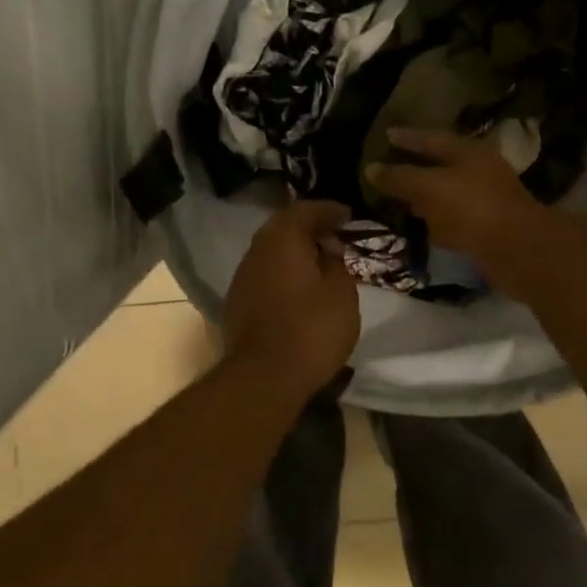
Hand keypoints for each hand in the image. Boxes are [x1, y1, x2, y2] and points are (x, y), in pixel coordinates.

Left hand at [222, 201, 360, 400]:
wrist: (263, 377)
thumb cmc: (311, 330)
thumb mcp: (341, 294)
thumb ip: (337, 264)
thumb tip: (328, 249)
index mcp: (282, 239)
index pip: (305, 210)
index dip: (328, 210)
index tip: (348, 216)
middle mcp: (257, 250)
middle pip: (282, 227)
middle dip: (309, 228)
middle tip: (334, 236)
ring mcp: (242, 277)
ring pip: (270, 252)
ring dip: (294, 252)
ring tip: (320, 262)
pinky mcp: (237, 302)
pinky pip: (264, 274)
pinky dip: (283, 273)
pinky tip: (299, 288)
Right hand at [366, 128, 548, 290]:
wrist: (518, 250)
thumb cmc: (472, 208)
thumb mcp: (429, 187)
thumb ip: (400, 177)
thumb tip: (371, 168)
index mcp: (468, 151)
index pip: (431, 137)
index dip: (407, 137)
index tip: (386, 135)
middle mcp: (479, 169)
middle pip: (442, 164)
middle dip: (416, 166)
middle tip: (389, 167)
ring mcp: (485, 199)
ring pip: (448, 192)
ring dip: (427, 196)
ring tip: (401, 199)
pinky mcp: (488, 227)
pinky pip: (456, 218)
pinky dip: (438, 220)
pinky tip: (424, 227)